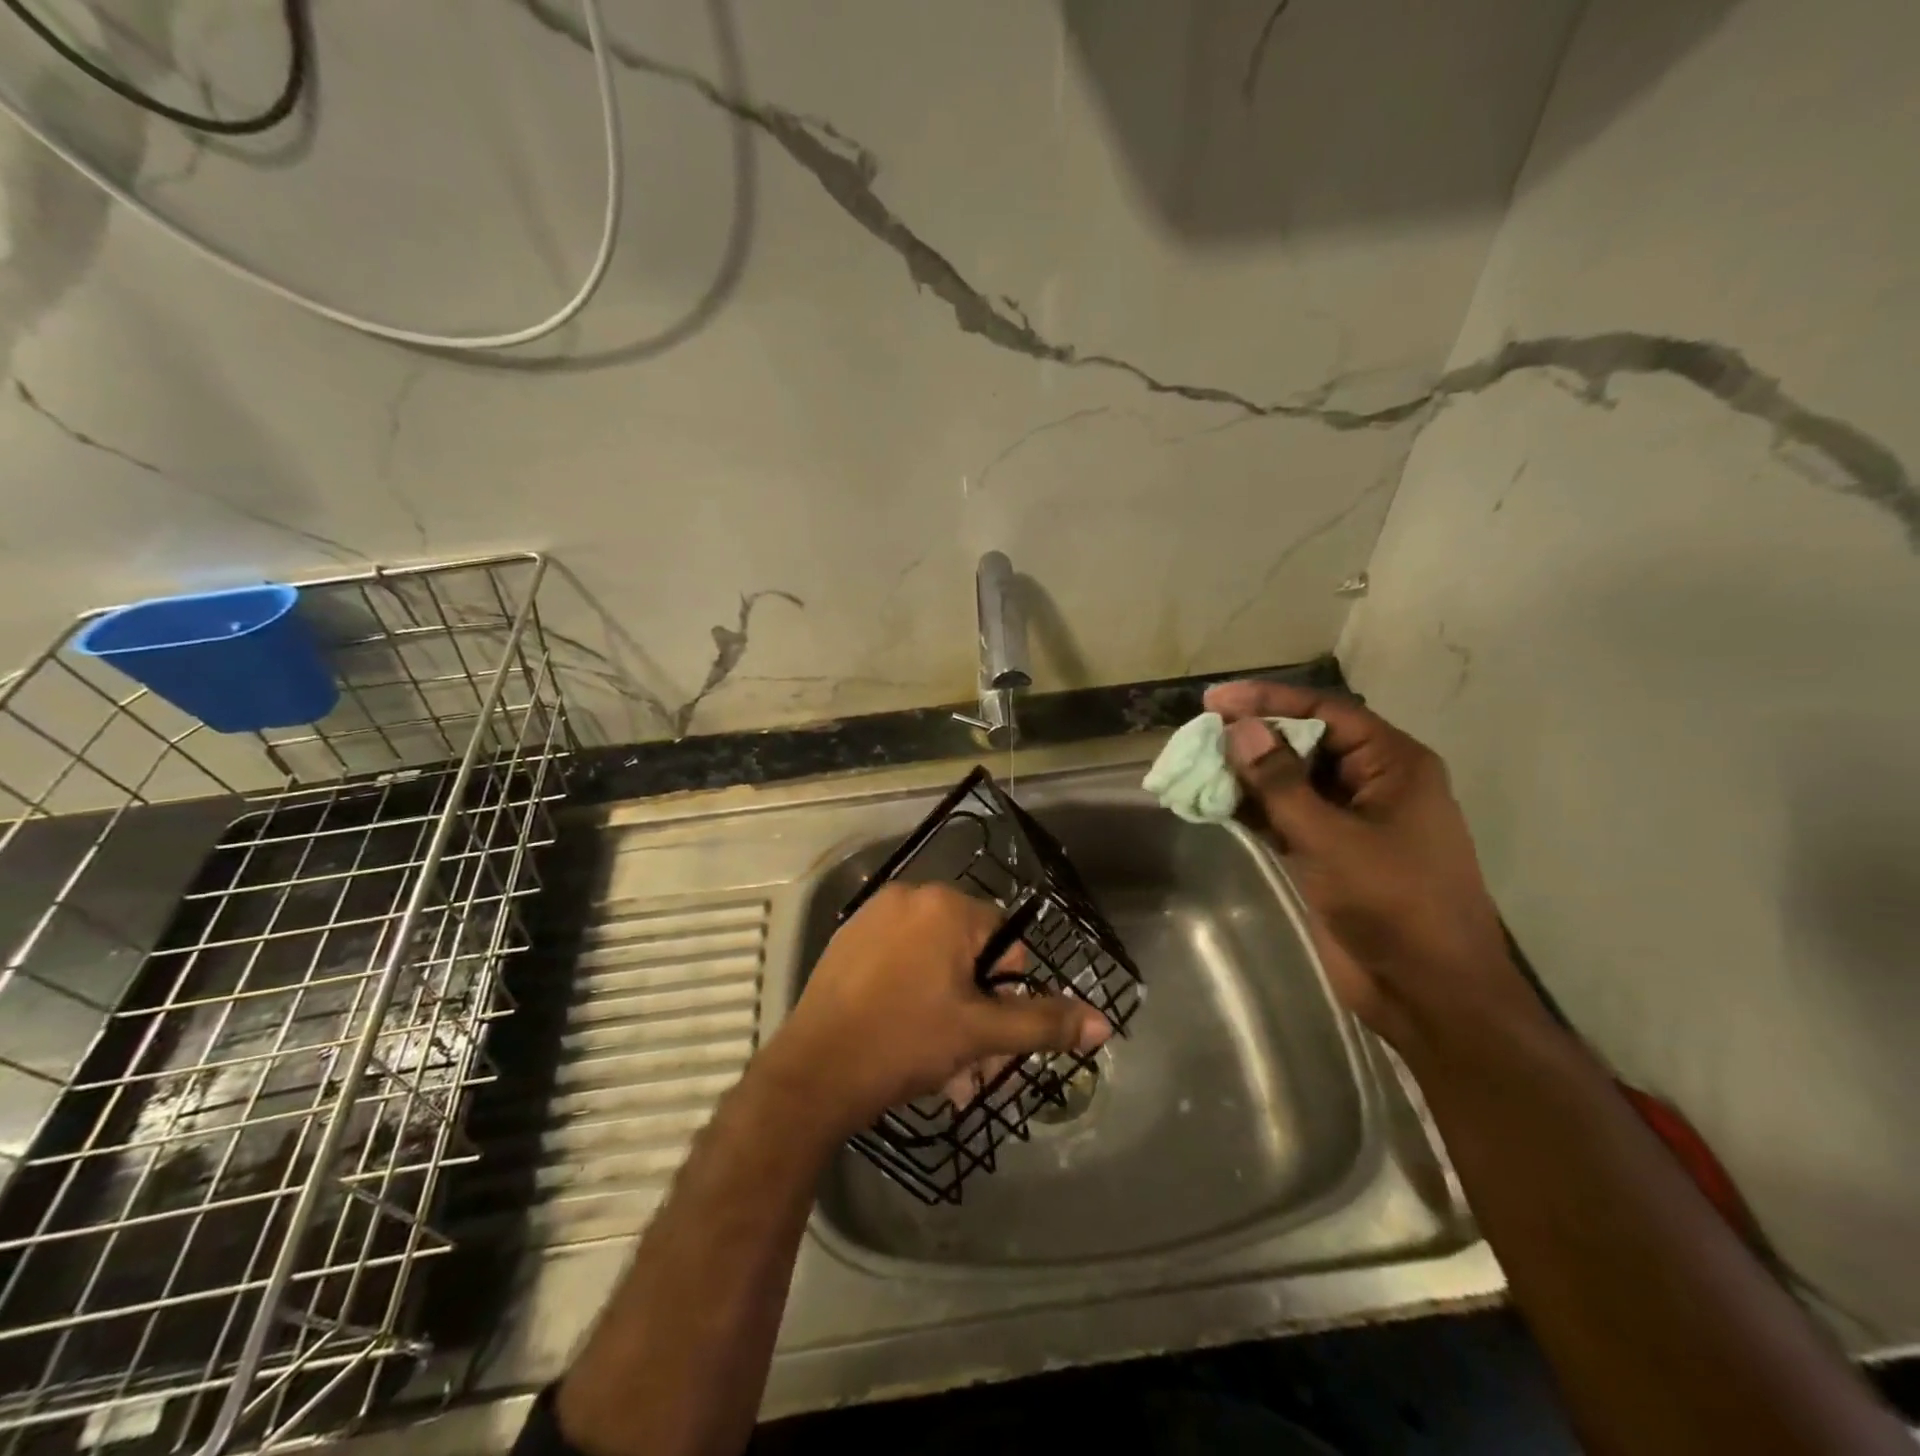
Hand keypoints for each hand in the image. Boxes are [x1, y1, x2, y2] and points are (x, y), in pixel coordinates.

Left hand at [762, 882, 1111, 1136]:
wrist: (813, 1074)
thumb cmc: (904, 1043)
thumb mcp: (981, 1034)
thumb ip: (1043, 1022)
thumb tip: (1103, 1021)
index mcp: (945, 906)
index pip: (1004, 940)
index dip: (1005, 991)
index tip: (989, 1033)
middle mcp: (908, 897)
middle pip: (966, 951)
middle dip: (976, 1006)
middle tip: (968, 1058)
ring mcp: (872, 916)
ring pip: (932, 959)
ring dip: (946, 1006)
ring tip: (937, 1060)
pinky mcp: (846, 941)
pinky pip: (897, 960)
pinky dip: (911, 992)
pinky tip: (902, 1036)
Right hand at [1204, 680, 1535, 1049]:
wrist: (1428, 992)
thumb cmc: (1395, 904)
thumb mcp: (1333, 838)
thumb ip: (1281, 782)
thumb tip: (1239, 729)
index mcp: (1393, 765)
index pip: (1324, 713)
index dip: (1269, 700)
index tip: (1215, 699)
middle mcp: (1372, 783)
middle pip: (1305, 742)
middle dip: (1253, 737)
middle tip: (1200, 733)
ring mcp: (1349, 819)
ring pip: (1290, 780)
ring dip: (1247, 774)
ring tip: (1197, 765)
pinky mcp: (1328, 852)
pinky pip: (1284, 815)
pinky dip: (1252, 808)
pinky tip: (1214, 802)